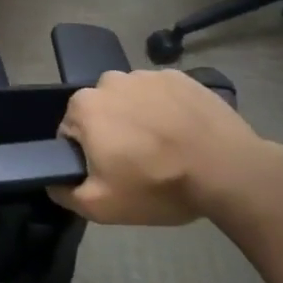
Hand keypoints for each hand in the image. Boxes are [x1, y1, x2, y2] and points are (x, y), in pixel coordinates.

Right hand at [53, 70, 266, 224]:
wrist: (229, 171)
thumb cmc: (158, 185)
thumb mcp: (102, 207)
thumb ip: (65, 193)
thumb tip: (54, 181)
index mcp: (84, 106)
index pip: (71, 132)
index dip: (88, 156)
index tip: (112, 173)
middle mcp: (109, 80)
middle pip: (101, 111)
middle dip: (112, 133)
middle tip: (139, 163)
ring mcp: (147, 75)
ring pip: (131, 100)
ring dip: (140, 119)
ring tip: (166, 148)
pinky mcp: (180, 77)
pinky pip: (162, 94)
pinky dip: (167, 110)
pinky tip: (185, 134)